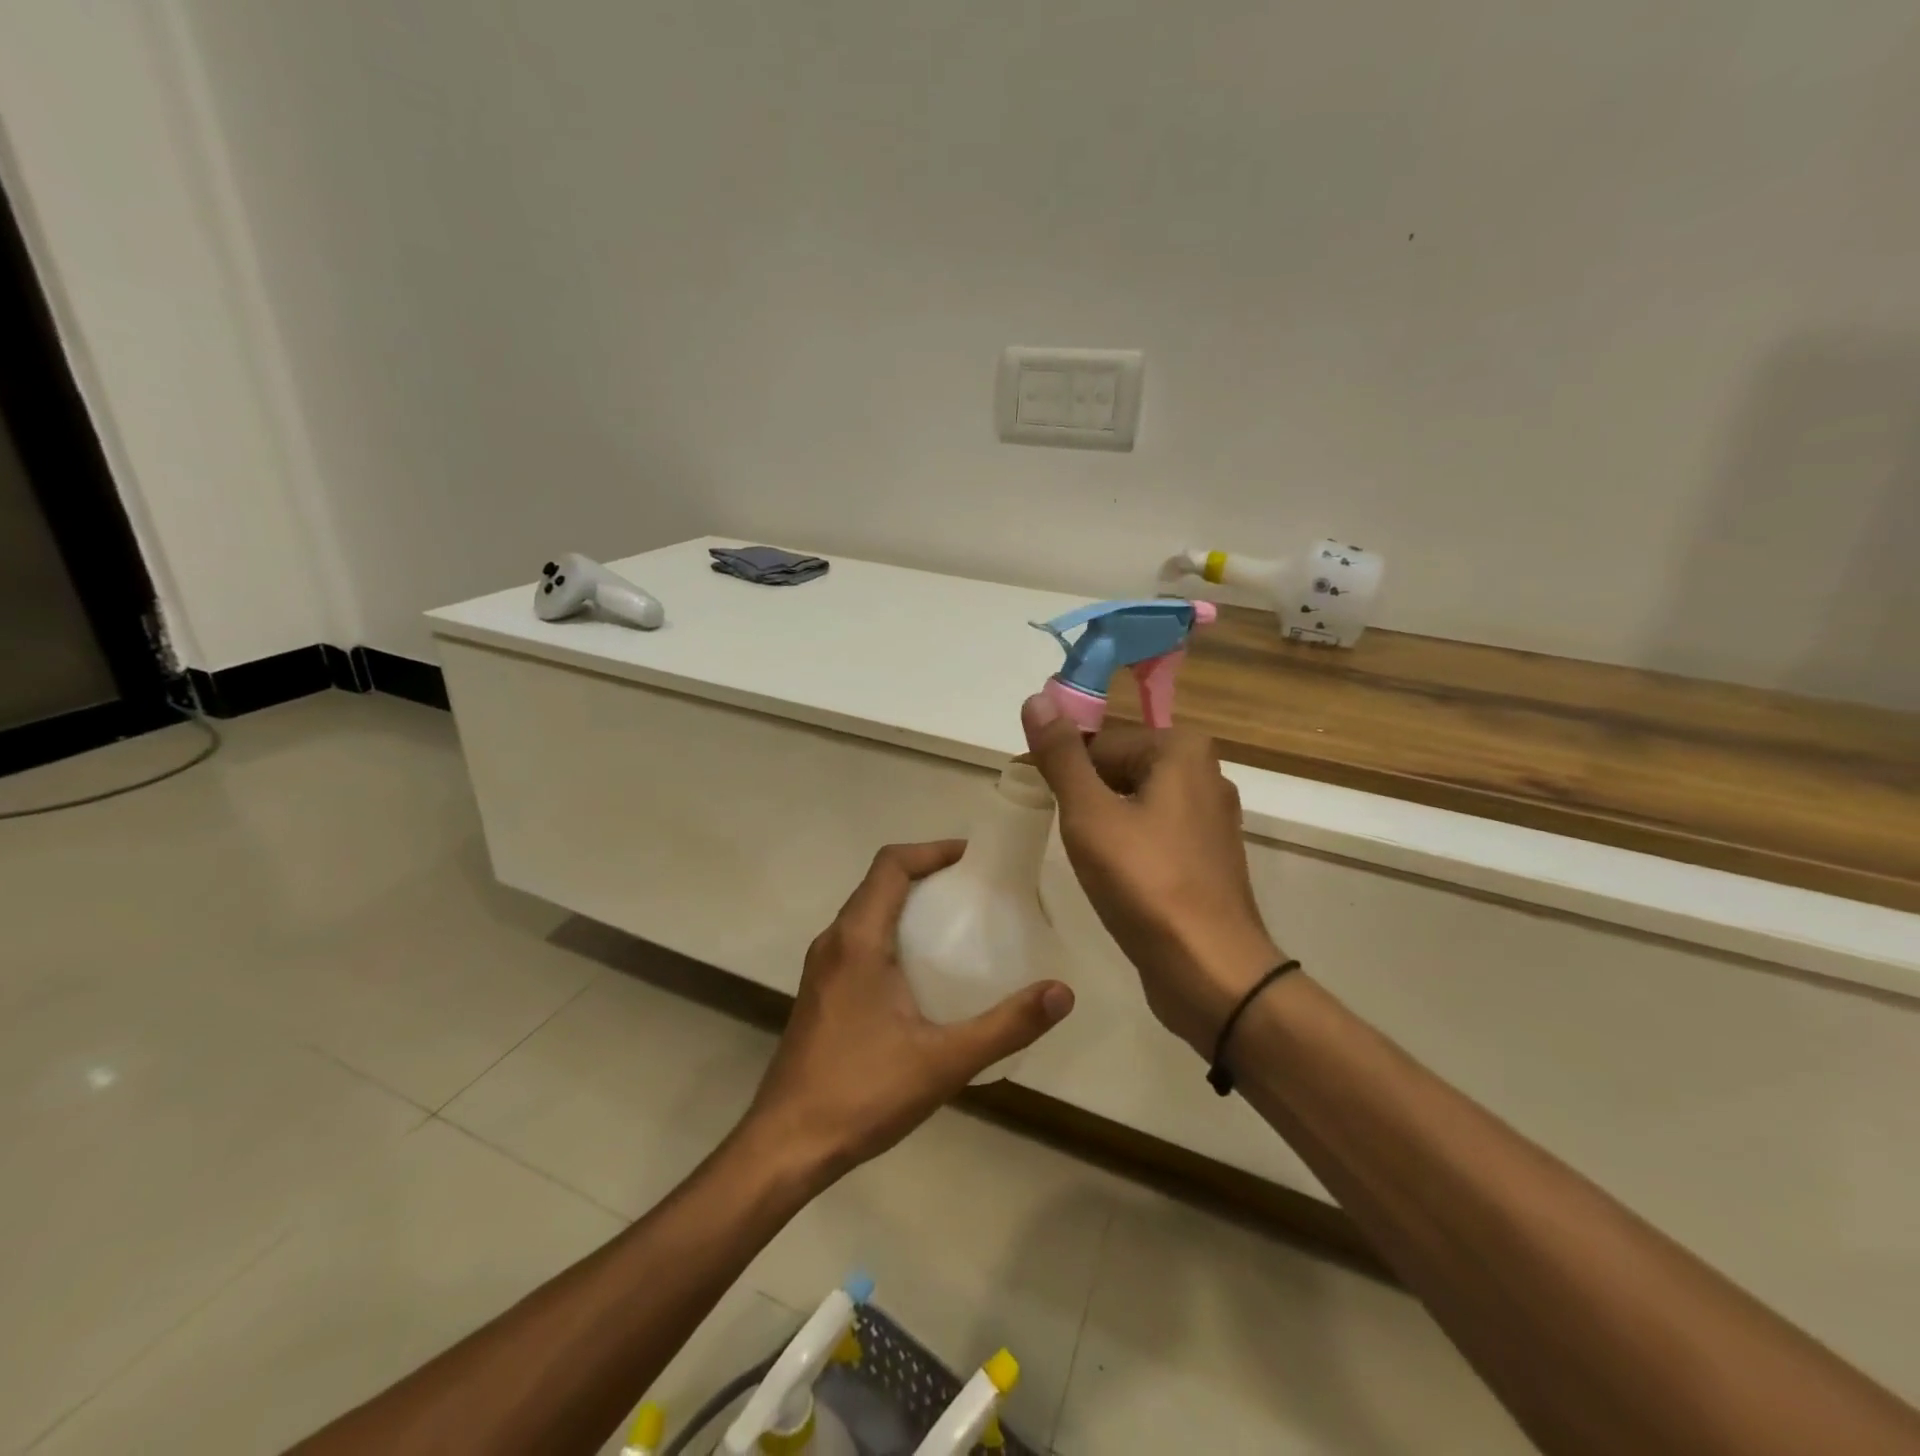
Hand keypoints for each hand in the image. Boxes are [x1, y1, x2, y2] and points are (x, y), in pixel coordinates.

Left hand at [744, 840, 1074, 1181]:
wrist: (786, 1146)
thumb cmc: (862, 1093)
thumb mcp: (944, 1061)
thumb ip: (1006, 1025)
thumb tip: (1062, 992)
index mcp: (857, 939)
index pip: (891, 864)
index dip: (932, 850)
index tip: (973, 858)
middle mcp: (834, 941)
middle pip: (879, 883)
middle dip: (926, 874)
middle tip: (976, 890)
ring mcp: (822, 967)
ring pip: (867, 913)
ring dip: (908, 904)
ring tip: (956, 925)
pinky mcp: (821, 992)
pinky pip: (859, 941)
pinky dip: (893, 933)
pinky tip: (923, 973)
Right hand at [1021, 695, 1282, 1053]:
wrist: (1210, 971)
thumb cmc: (1146, 883)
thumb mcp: (1090, 814)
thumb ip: (1061, 756)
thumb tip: (1036, 698)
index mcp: (1181, 749)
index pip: (1098, 743)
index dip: (1061, 772)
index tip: (1036, 803)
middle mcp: (1204, 772)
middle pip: (1117, 769)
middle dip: (1084, 799)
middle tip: (1066, 839)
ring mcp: (1210, 817)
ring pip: (1133, 803)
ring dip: (1102, 825)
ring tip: (1088, 862)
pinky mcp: (1207, 855)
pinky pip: (1153, 833)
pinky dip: (1127, 846)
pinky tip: (1115, 877)